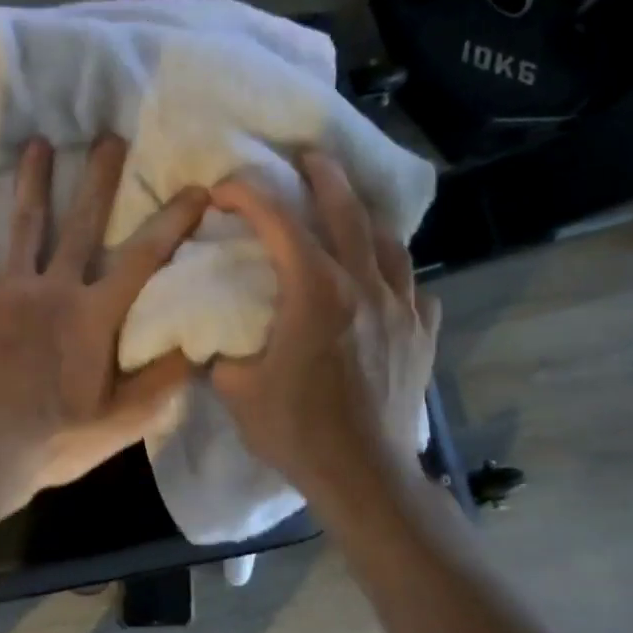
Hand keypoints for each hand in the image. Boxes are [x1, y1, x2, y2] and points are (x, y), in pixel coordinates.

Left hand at [0, 134, 208, 511]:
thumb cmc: (55, 440)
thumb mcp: (122, 421)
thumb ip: (161, 380)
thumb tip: (198, 344)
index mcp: (94, 315)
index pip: (144, 258)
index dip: (173, 222)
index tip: (196, 189)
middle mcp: (54, 289)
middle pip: (83, 224)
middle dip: (99, 179)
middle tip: (109, 137)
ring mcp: (9, 291)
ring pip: (25, 225)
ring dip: (34, 182)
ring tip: (40, 143)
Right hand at [209, 150, 439, 494]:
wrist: (364, 474)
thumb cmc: (295, 429)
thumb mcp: (236, 389)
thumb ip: (220, 351)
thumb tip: (211, 338)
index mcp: (314, 292)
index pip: (279, 223)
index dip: (249, 196)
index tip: (224, 190)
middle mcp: (363, 285)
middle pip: (346, 211)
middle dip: (322, 176)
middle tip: (306, 158)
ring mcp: (401, 307)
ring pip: (388, 241)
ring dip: (364, 217)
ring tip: (349, 210)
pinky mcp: (422, 333)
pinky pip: (412, 286)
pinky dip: (394, 274)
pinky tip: (383, 283)